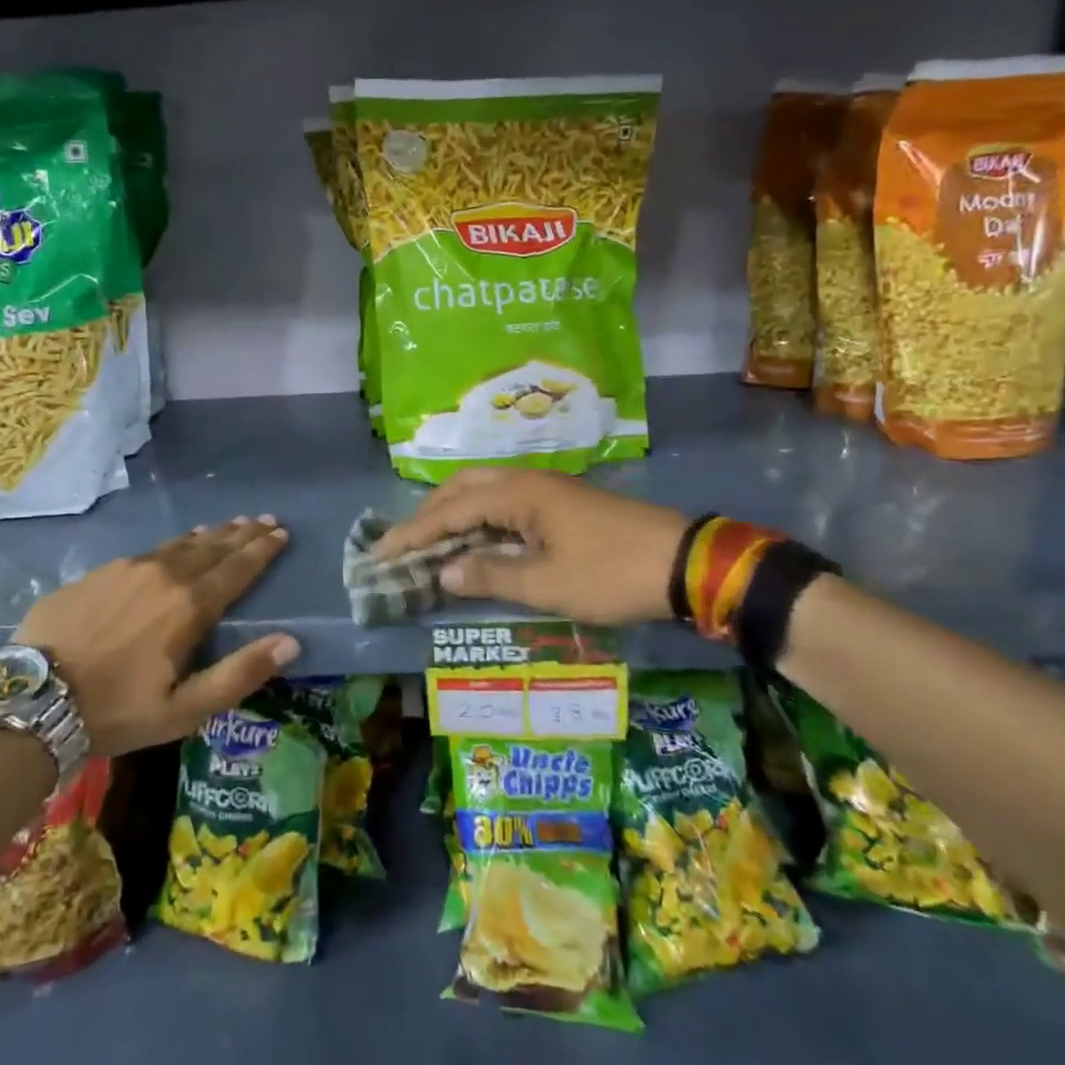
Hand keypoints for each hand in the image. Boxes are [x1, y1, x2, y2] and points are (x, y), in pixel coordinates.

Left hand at [12, 517, 299, 756]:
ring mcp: (127, 568)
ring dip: (211, 534)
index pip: (237, 568)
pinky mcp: (98, 572)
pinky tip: (177, 544)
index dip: (262, 550)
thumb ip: (239, 674)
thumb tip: (291, 641)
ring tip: (230, 524)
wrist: (31, 700)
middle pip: (213, 547)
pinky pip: (150, 550)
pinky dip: (175, 543)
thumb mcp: (184, 709)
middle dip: (243, 533)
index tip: (282, 532)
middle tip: (265, 519)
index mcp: (189, 606)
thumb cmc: (115, 710)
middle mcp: (163, 575)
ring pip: (181, 543)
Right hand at [373, 470, 687, 625]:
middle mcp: (526, 480)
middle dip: (428, 514)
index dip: (412, 533)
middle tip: (403, 546)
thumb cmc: (612, 574)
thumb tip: (442, 572)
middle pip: (462, 488)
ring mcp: (546, 488)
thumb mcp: (549, 584)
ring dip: (453, 513)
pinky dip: (480, 519)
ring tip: (431, 543)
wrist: (684, 561)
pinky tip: (477, 541)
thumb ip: (492, 576)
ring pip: (484, 491)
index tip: (380, 553)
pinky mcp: (561, 502)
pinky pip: (504, 502)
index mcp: (518, 494)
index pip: (449, 511)